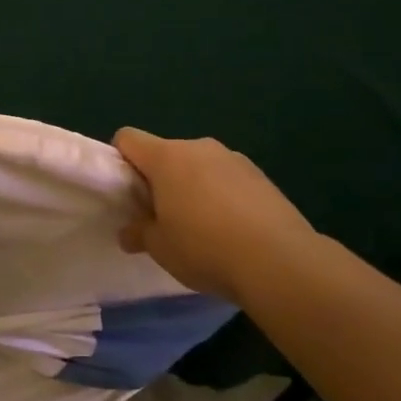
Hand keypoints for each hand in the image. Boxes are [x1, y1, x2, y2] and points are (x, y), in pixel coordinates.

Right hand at [114, 127, 315, 301]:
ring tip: (202, 227)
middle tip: (162, 216)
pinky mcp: (261, 176)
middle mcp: (199, 147)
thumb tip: (130, 232)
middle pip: (165, 153)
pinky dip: (222, 196)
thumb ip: (139, 233)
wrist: (280, 262)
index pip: (128, 138)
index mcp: (166, 157)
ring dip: (192, 186)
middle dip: (159, 179)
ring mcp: (234, 158)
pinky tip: (232, 229)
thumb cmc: (205, 247)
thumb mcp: (160, 247)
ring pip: (198, 166)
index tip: (127, 192)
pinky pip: (227, 179)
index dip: (120, 160)